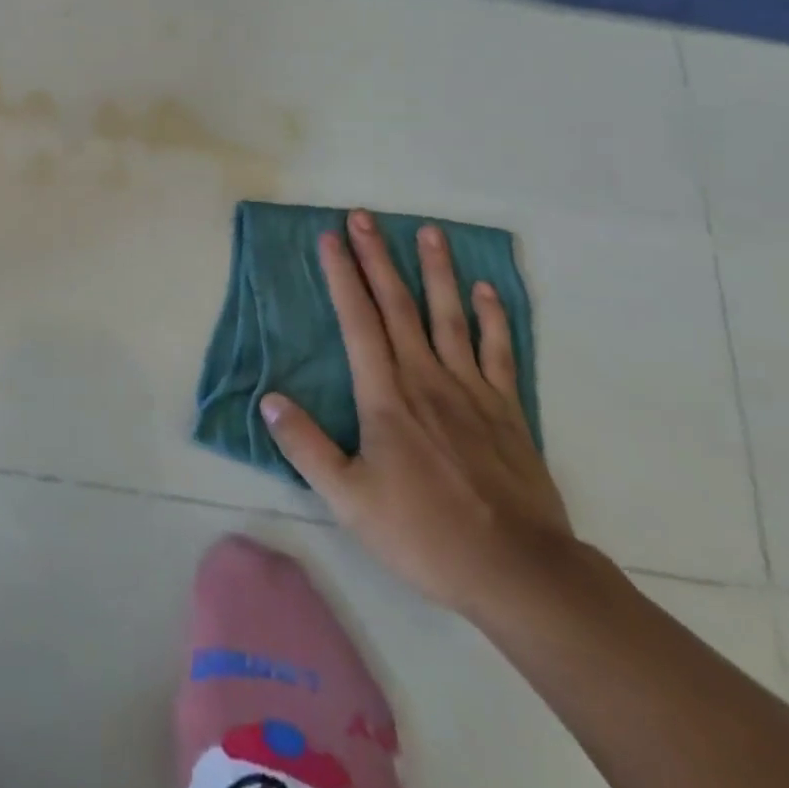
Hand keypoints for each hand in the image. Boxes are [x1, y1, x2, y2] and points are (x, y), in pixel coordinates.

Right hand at [262, 211, 573, 617]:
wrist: (520, 572)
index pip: (358, 321)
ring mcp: (471, 389)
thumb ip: (306, 447)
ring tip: (428, 231)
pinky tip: (486, 290)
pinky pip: (498, 351)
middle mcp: (425, 377)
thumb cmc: (425, 533)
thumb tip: (269, 400)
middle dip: (377, 257)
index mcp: (385, 395)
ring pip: (449, 316)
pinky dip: (492, 317)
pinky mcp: (507, 409)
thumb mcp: (349, 499)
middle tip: (364, 215)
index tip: (329, 238)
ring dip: (436, 270)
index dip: (342, 276)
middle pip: (398, 305)